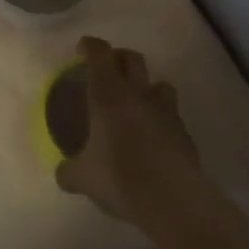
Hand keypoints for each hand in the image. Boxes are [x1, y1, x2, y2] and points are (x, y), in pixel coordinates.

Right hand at [56, 37, 206, 226]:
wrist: (172, 202)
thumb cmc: (119, 177)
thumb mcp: (83, 177)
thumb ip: (69, 171)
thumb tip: (62, 174)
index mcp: (108, 94)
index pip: (99, 53)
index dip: (90, 46)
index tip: (82, 50)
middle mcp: (138, 94)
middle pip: (132, 58)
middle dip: (119, 57)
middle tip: (109, 70)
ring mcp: (166, 112)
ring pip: (160, 84)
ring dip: (148, 87)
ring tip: (138, 103)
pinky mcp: (185, 134)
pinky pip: (173, 117)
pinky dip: (163, 120)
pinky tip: (155, 139)